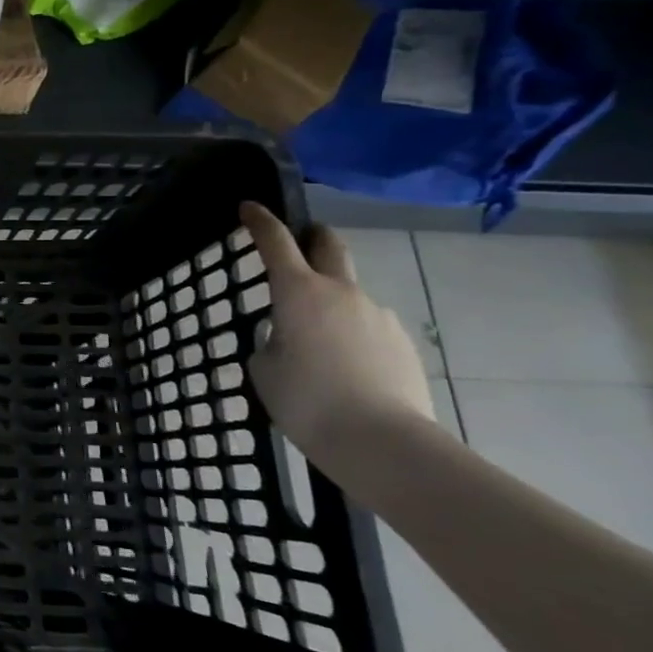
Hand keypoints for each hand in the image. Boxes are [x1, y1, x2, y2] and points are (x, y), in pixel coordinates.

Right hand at [239, 202, 435, 458]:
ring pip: (349, 294)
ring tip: (316, 343)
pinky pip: (368, 327)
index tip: (250, 207)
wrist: (385, 444)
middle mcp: (341, 293)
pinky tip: (345, 370)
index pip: (275, 242)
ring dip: (331, 302)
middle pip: (330, 246)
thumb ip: (271, 341)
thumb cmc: (308, 402)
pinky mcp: (403, 344)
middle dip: (312, 237)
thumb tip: (288, 337)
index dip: (260, 221)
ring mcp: (378, 316)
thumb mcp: (264, 369)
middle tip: (299, 243)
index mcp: (298, 292)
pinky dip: (352, 335)